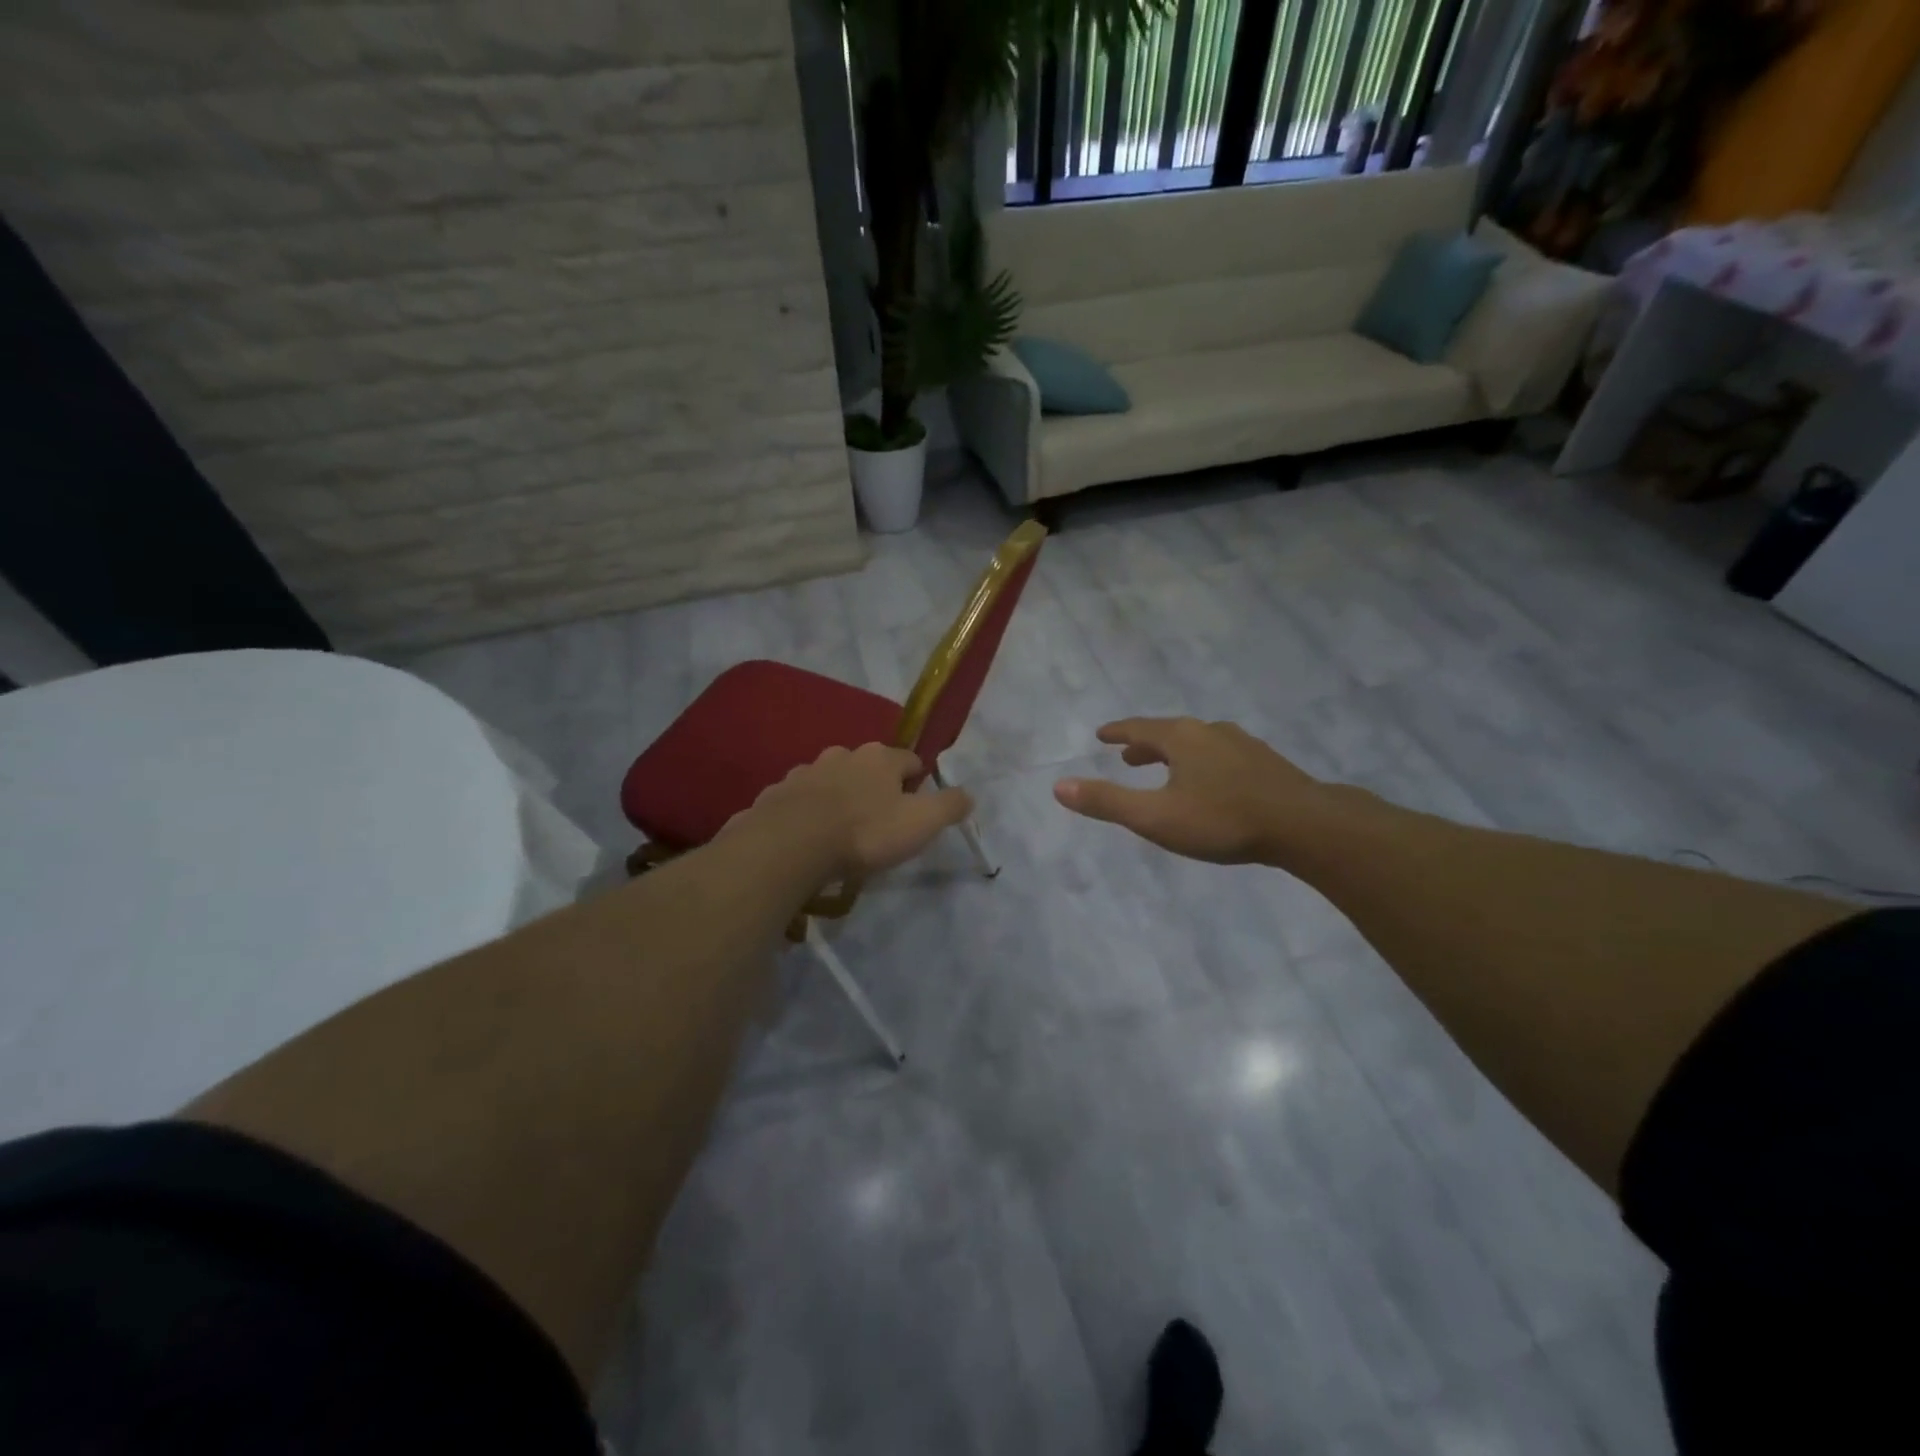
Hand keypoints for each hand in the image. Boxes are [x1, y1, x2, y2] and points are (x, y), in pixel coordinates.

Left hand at [738, 743, 973, 880]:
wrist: (791, 844)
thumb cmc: (864, 832)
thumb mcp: (920, 823)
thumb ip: (948, 806)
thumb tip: (969, 794)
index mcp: (880, 757)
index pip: (909, 760)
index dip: (917, 781)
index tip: (916, 806)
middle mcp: (843, 755)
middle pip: (867, 766)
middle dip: (875, 787)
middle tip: (879, 820)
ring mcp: (806, 771)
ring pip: (831, 779)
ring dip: (839, 796)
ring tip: (841, 829)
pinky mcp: (777, 793)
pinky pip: (799, 799)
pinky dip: (807, 811)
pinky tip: (808, 835)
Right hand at [1054, 718, 1331, 865]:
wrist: (1305, 825)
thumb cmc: (1223, 819)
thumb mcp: (1156, 817)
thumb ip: (1108, 802)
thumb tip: (1059, 786)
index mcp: (1181, 738)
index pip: (1139, 728)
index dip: (1118, 732)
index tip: (1102, 734)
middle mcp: (1210, 732)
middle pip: (1169, 732)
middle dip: (1145, 744)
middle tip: (1128, 756)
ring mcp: (1242, 745)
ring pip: (1198, 743)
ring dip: (1175, 753)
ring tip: (1166, 769)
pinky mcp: (1266, 763)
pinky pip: (1221, 755)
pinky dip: (1202, 762)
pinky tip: (1212, 782)